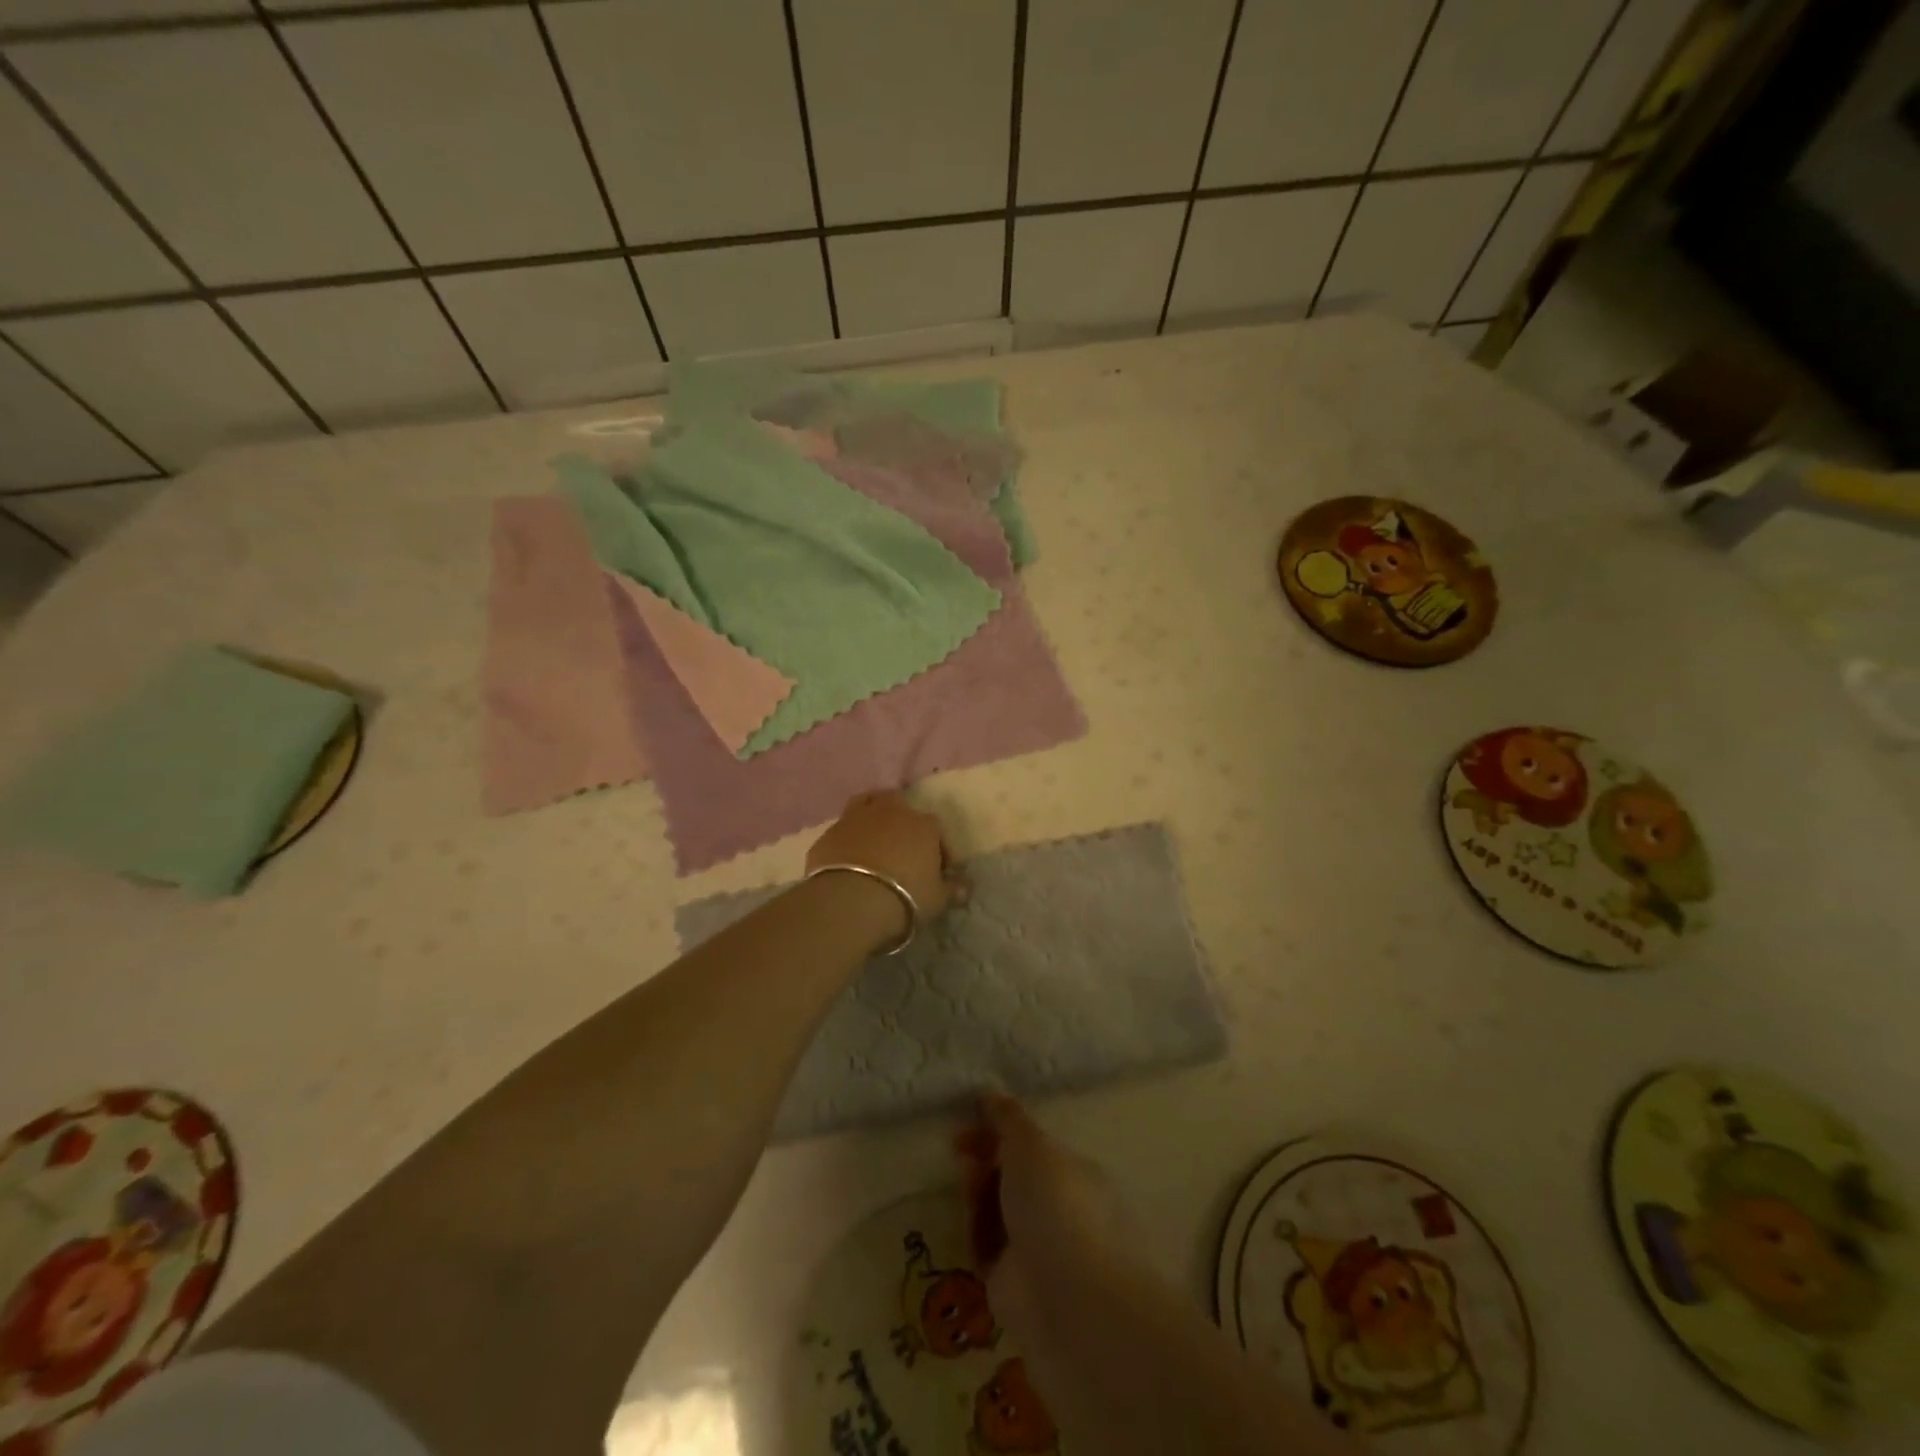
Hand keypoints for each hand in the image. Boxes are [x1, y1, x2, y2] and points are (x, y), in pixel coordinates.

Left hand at [805, 792, 965, 921]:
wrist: (851, 899)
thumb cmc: (905, 896)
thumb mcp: (937, 899)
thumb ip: (952, 890)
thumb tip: (965, 887)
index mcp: (922, 824)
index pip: (937, 830)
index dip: (940, 850)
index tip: (938, 871)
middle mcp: (890, 811)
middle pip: (900, 805)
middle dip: (903, 822)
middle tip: (903, 848)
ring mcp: (855, 818)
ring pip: (867, 804)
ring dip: (872, 818)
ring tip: (874, 841)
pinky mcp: (828, 833)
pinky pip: (842, 830)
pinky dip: (847, 840)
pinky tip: (847, 859)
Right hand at [956, 1095, 1134, 1333]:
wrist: (1066, 1300)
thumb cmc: (1056, 1205)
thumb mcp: (1031, 1145)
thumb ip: (1008, 1118)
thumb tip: (990, 1092)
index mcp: (1074, 1173)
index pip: (1033, 1146)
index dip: (1001, 1129)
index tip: (972, 1116)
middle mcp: (1058, 1209)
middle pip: (1012, 1176)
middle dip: (984, 1157)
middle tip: (958, 1145)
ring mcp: (1036, 1248)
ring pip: (996, 1210)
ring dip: (977, 1190)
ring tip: (965, 1179)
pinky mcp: (1012, 1284)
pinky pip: (986, 1247)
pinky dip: (975, 1231)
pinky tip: (968, 1221)